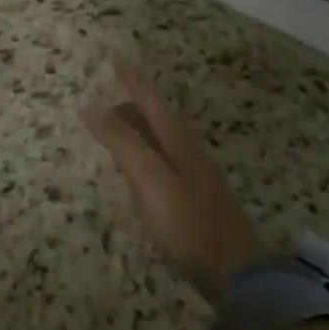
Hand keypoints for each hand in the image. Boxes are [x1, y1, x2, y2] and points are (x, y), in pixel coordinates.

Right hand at [83, 62, 264, 302]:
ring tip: (116, 135)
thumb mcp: (149, 179)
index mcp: (177, 139)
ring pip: (162, 139)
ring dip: (139, 130)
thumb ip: (122, 142)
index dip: (131, 78)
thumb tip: (92, 107)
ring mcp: (196, 174)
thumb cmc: (187, 222)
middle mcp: (189, 149)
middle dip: (132, 105)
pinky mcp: (196, 198)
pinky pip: (165, 161)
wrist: (236, 272)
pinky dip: (146, 155)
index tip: (114, 57)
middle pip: (157, 116)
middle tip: (104, 105)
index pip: (150, 98)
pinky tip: (139, 175)